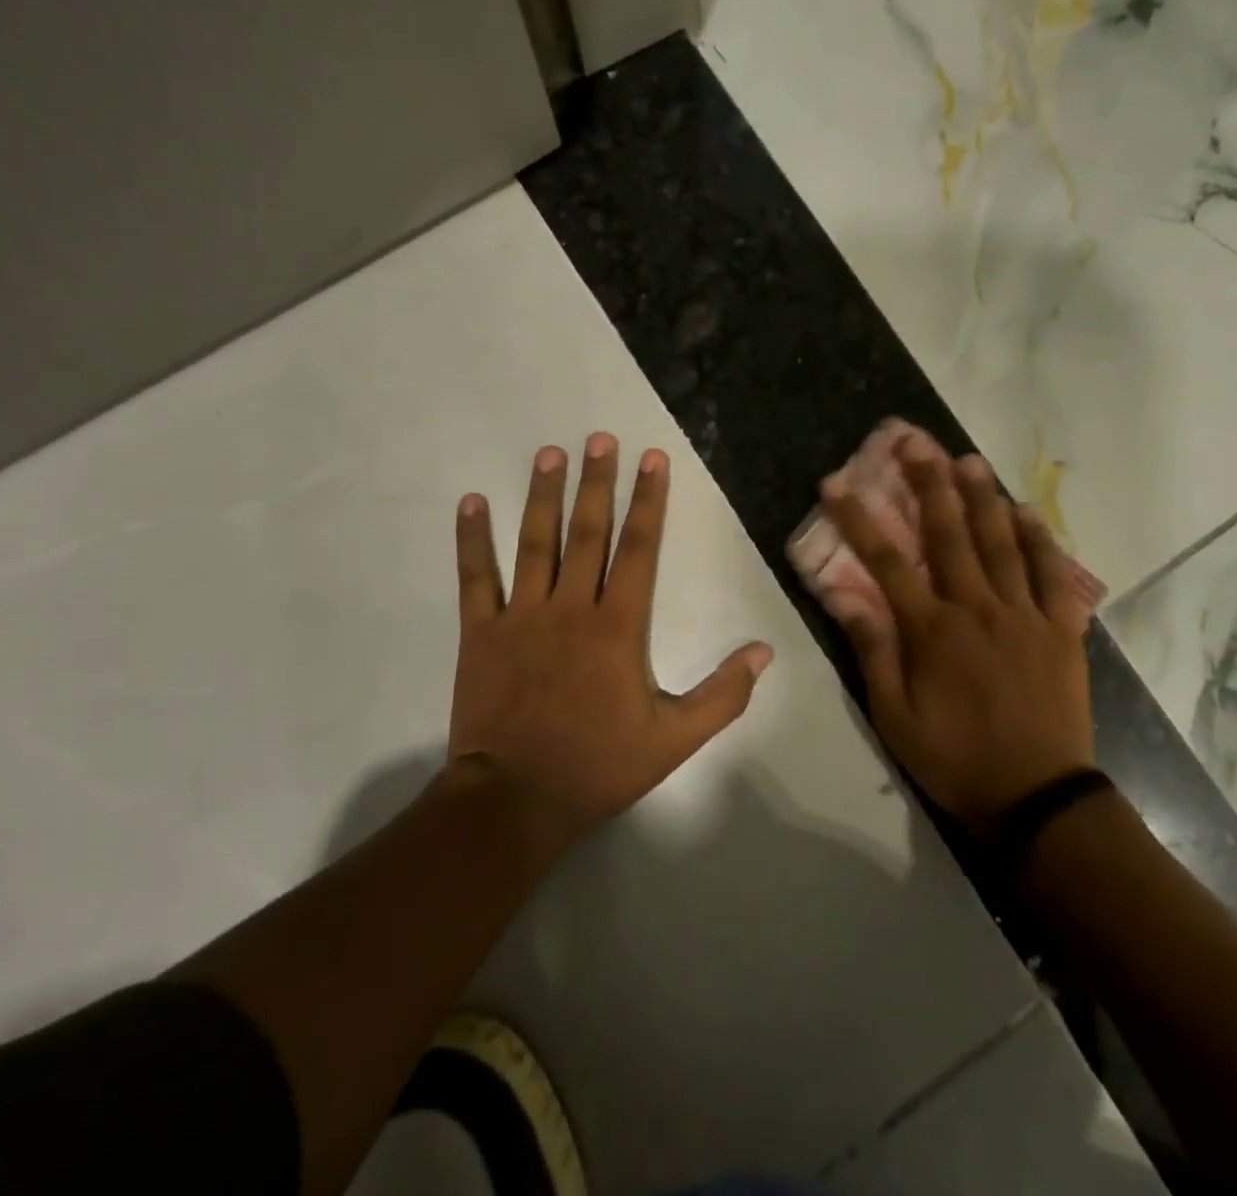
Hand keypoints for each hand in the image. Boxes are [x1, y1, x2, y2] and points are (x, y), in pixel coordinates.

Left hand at [446, 434, 774, 844]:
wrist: (516, 799)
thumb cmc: (598, 765)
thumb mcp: (674, 739)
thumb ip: (722, 694)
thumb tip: (764, 652)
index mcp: (618, 626)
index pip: (638, 548)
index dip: (648, 500)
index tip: (652, 459)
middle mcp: (571, 607)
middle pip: (588, 532)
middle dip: (597, 481)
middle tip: (600, 437)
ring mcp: (522, 616)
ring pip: (535, 542)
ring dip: (544, 494)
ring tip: (549, 452)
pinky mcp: (482, 633)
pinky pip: (476, 577)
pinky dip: (472, 539)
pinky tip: (471, 502)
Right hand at [821, 441, 1094, 835]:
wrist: (1037, 799)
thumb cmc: (955, 759)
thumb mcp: (894, 716)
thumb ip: (872, 650)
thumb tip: (844, 595)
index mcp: (932, 631)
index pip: (887, 561)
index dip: (858, 519)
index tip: (836, 483)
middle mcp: (977, 609)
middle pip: (949, 535)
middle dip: (927, 483)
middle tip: (914, 442)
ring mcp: (1024, 615)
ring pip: (1001, 543)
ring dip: (982, 497)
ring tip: (967, 459)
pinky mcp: (1061, 630)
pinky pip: (1053, 575)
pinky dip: (1040, 540)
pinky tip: (1027, 512)